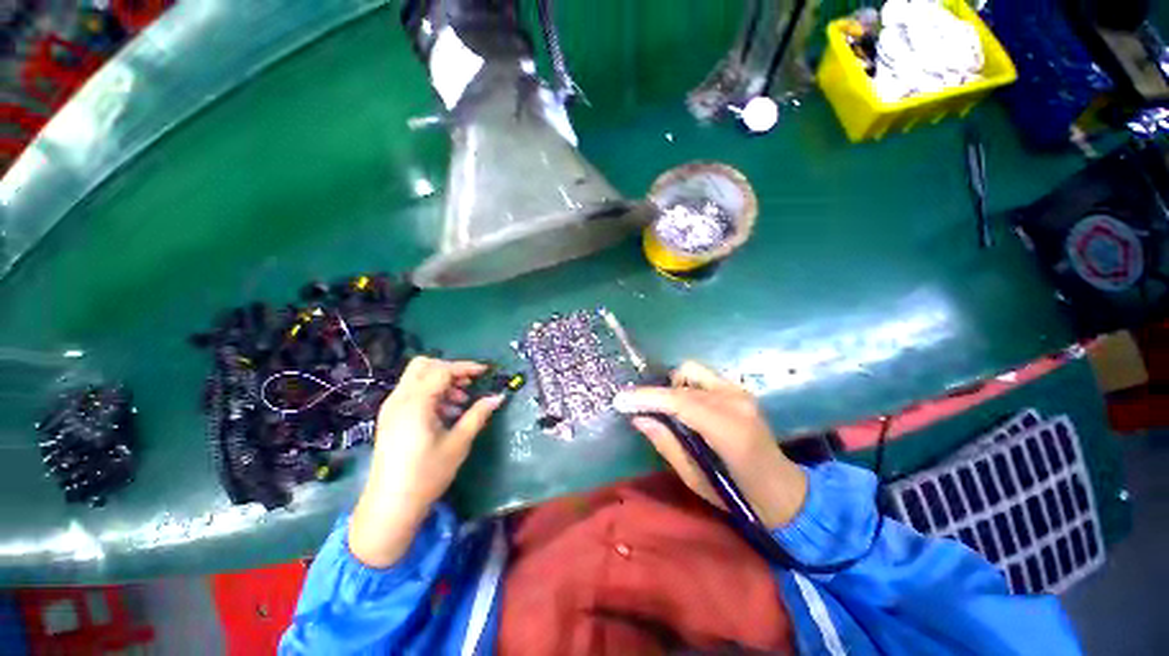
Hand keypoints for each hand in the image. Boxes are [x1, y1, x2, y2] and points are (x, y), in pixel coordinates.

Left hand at [349, 357, 504, 567]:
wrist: (390, 506)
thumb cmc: (427, 475)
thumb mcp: (458, 443)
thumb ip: (478, 415)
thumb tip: (497, 397)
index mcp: (415, 403)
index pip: (442, 370)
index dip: (466, 367)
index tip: (486, 372)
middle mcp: (399, 399)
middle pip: (424, 365)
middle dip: (450, 369)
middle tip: (469, 384)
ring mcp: (392, 408)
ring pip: (417, 377)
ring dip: (441, 381)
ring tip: (460, 402)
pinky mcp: (390, 418)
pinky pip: (412, 392)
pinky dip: (431, 393)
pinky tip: (446, 413)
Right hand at [614, 361, 807, 528]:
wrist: (783, 490)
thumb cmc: (740, 495)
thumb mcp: (696, 479)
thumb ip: (667, 444)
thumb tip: (639, 418)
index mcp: (730, 430)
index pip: (681, 402)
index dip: (648, 398)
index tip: (620, 400)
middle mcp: (736, 401)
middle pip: (683, 382)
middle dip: (656, 393)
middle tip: (638, 408)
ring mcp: (740, 392)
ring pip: (691, 371)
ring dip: (671, 386)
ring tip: (665, 409)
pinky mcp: (740, 389)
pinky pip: (702, 377)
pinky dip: (685, 385)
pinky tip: (683, 406)